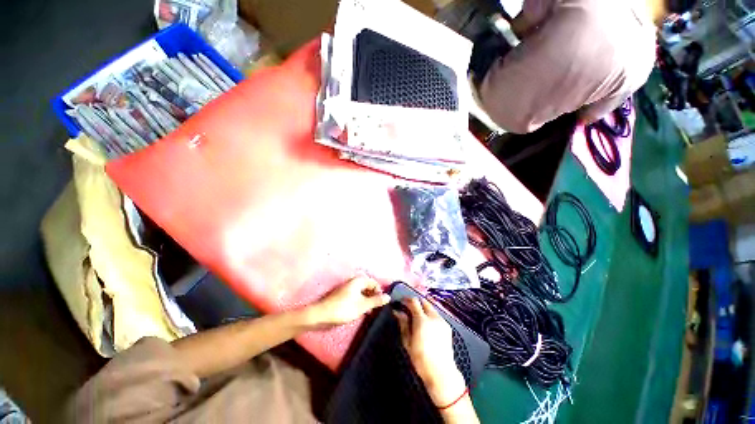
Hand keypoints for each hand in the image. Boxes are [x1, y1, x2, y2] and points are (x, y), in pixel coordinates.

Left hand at [309, 276, 389, 325]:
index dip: (379, 292)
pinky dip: (360, 302)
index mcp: (358, 281)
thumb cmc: (344, 309)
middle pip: (368, 287)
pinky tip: (361, 312)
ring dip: (367, 300)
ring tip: (369, 312)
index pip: (374, 283)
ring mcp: (348, 289)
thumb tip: (388, 297)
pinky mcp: (343, 296)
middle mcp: (353, 282)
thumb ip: (376, 301)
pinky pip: (356, 296)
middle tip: (376, 308)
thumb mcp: (363, 306)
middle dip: (373, 296)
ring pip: (362, 293)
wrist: (322, 315)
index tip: (381, 303)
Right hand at [394, 298, 466, 406]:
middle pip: (423, 301)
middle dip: (415, 302)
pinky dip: (429, 314)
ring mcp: (442, 321)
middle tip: (408, 308)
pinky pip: (436, 314)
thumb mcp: (407, 342)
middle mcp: (433, 317)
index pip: (414, 301)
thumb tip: (397, 311)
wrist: (441, 372)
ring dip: (423, 307)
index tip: (401, 302)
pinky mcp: (447, 326)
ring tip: (416, 315)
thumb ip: (403, 323)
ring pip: (431, 307)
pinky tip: (426, 323)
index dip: (406, 299)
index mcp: (422, 320)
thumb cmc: (421, 359)